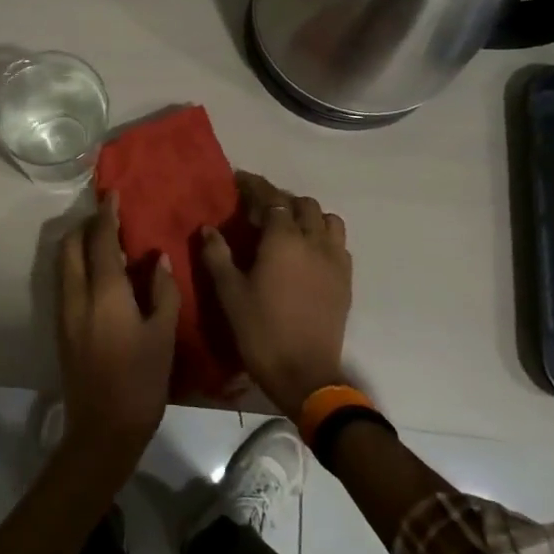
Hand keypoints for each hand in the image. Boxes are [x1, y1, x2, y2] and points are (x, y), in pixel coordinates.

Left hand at [56, 193, 180, 467]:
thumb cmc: (141, 381)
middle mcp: (77, 295)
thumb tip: (158, 259)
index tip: (113, 195)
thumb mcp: (163, 335)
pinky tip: (99, 274)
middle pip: (71, 245)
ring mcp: (64, 311)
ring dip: (79, 244)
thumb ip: (162, 292)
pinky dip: (77, 265)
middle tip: (110, 219)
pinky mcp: (61, 327)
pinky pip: (64, 281)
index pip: (101, 241)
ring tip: (105, 242)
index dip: (107, 215)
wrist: (103, 428)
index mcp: (104, 293)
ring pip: (63, 263)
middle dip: (86, 226)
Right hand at [199, 172, 352, 417]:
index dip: (255, 186)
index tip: (239, 180)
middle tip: (257, 211)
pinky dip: (322, 236)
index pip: (271, 199)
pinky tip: (307, 253)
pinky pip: (338, 244)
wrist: (304, 373)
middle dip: (280, 201)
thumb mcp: (229, 293)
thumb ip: (217, 255)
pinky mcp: (345, 280)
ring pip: (327, 220)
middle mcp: (314, 242)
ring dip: (307, 216)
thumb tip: (208, 229)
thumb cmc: (260, 331)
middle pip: (302, 205)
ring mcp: (335, 260)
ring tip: (287, 228)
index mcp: (283, 240)